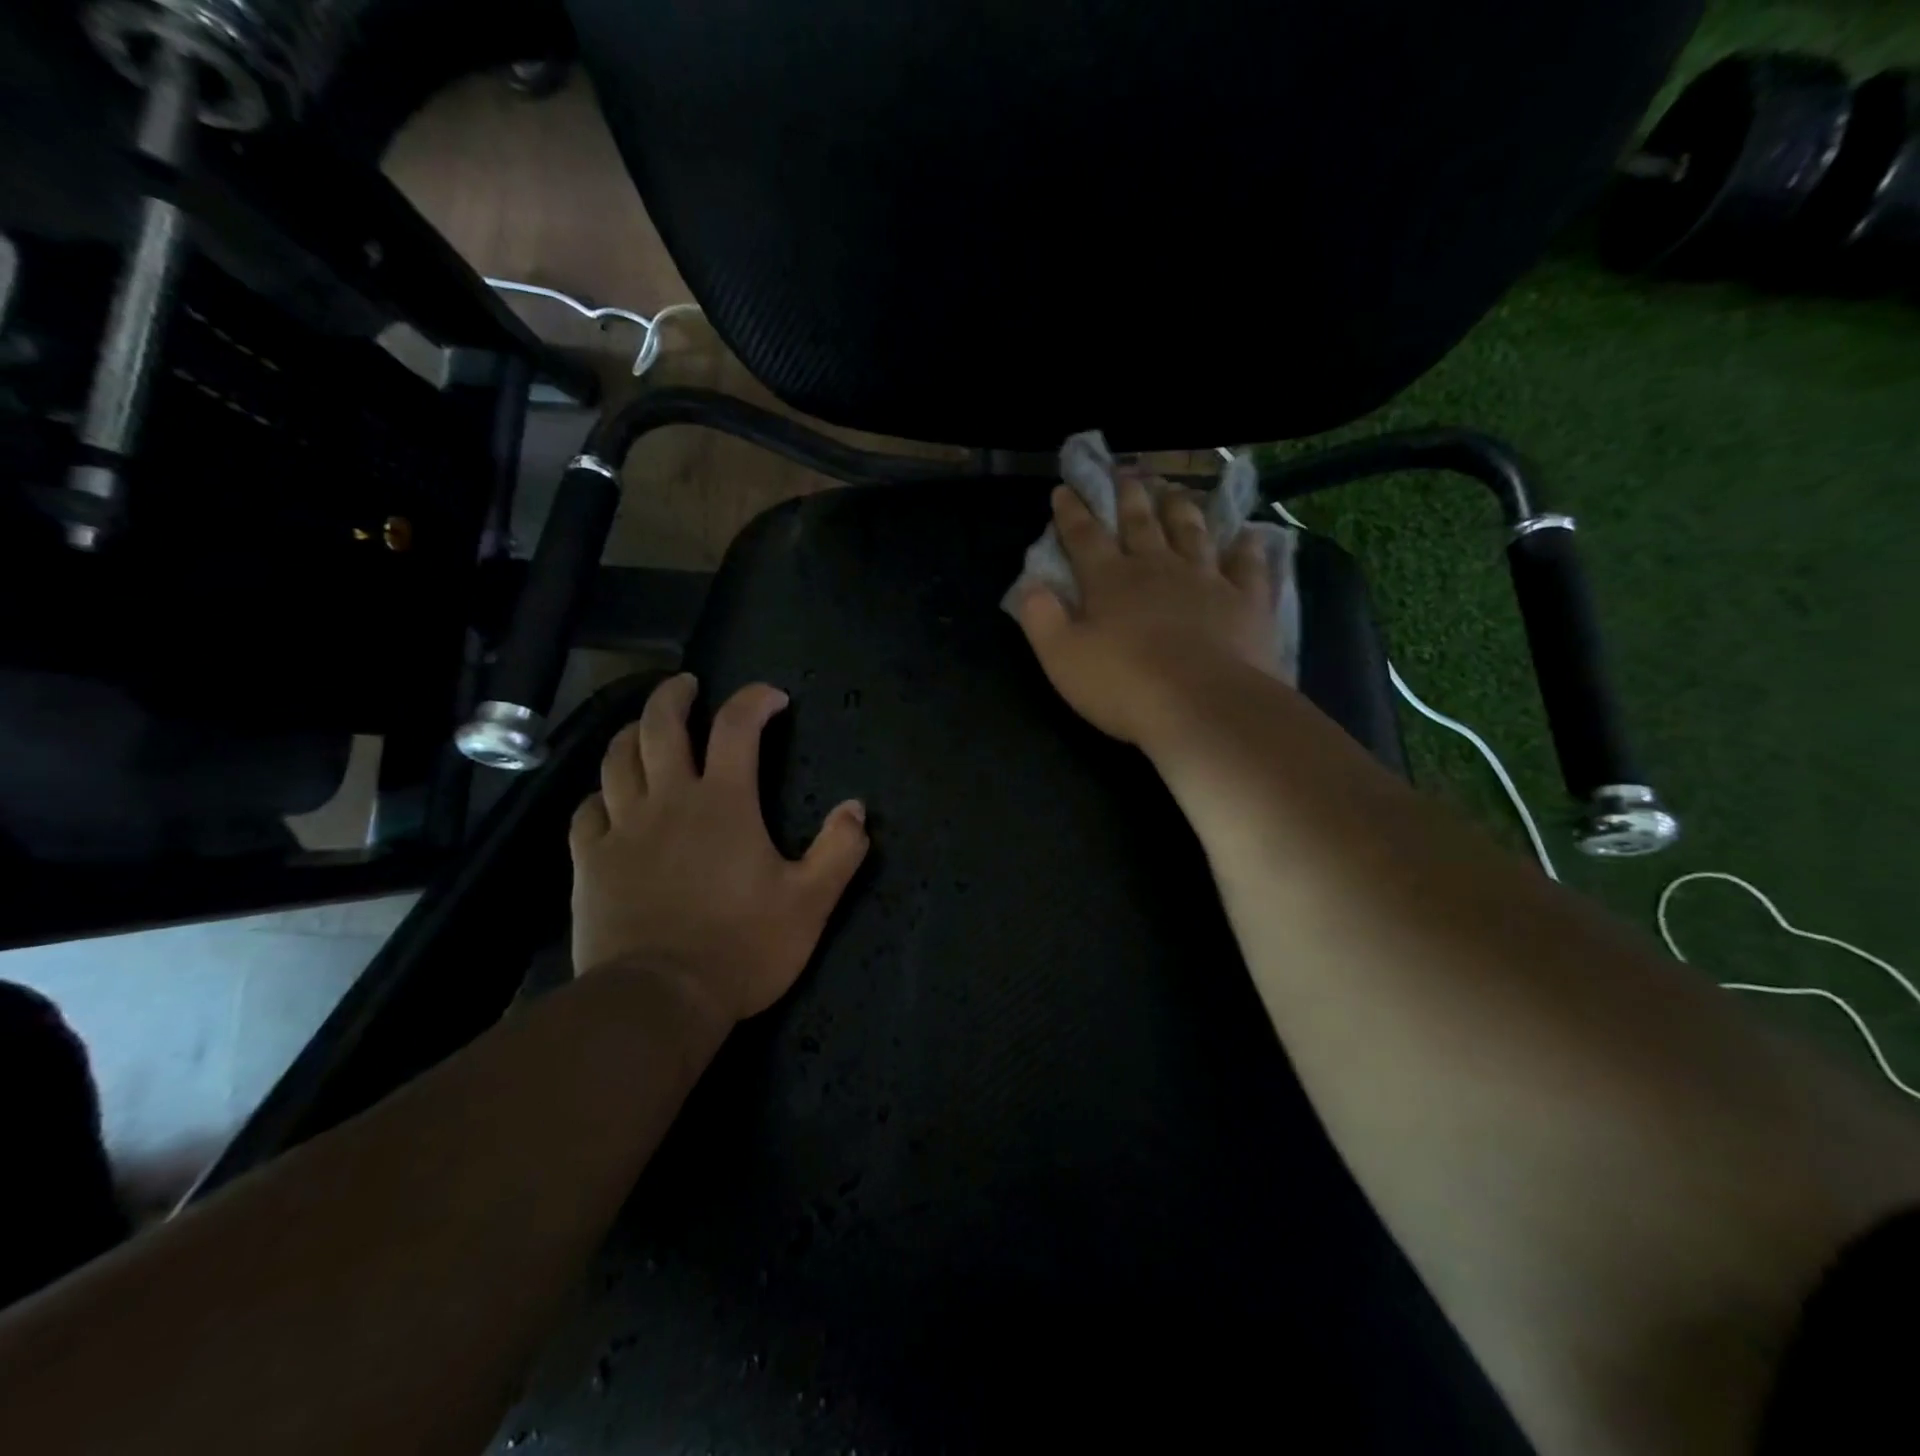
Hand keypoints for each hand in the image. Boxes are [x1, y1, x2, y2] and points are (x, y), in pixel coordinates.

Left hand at [568, 674, 870, 1029]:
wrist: (659, 999)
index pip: (737, 727)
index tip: (773, 698)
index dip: (755, 700)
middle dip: (674, 696)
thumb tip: (857, 809)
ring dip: (631, 734)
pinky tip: (608, 801)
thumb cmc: (742, 947)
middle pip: (660, 726)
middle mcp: (668, 801)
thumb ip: (838, 851)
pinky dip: (600, 795)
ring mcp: (623, 829)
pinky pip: (587, 811)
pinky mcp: (591, 862)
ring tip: (644, 730)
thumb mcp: (810, 903)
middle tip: (687, 685)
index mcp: (724, 803)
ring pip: (616, 760)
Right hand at [1015, 473, 1277, 752]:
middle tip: (1125, 472)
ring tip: (1175, 490)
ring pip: (1192, 532)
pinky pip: (1248, 565)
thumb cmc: (1125, 685)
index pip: (1085, 536)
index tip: (1065, 489)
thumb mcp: (1062, 658)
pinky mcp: (1247, 601)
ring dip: (1181, 509)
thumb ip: (1041, 618)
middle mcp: (1158, 568)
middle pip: (1141, 523)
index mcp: (1110, 581)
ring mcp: (1206, 580)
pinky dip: (1247, 548)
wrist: (1204, 706)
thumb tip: (1030, 585)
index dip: (1072, 512)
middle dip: (1128, 496)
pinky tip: (1250, 535)